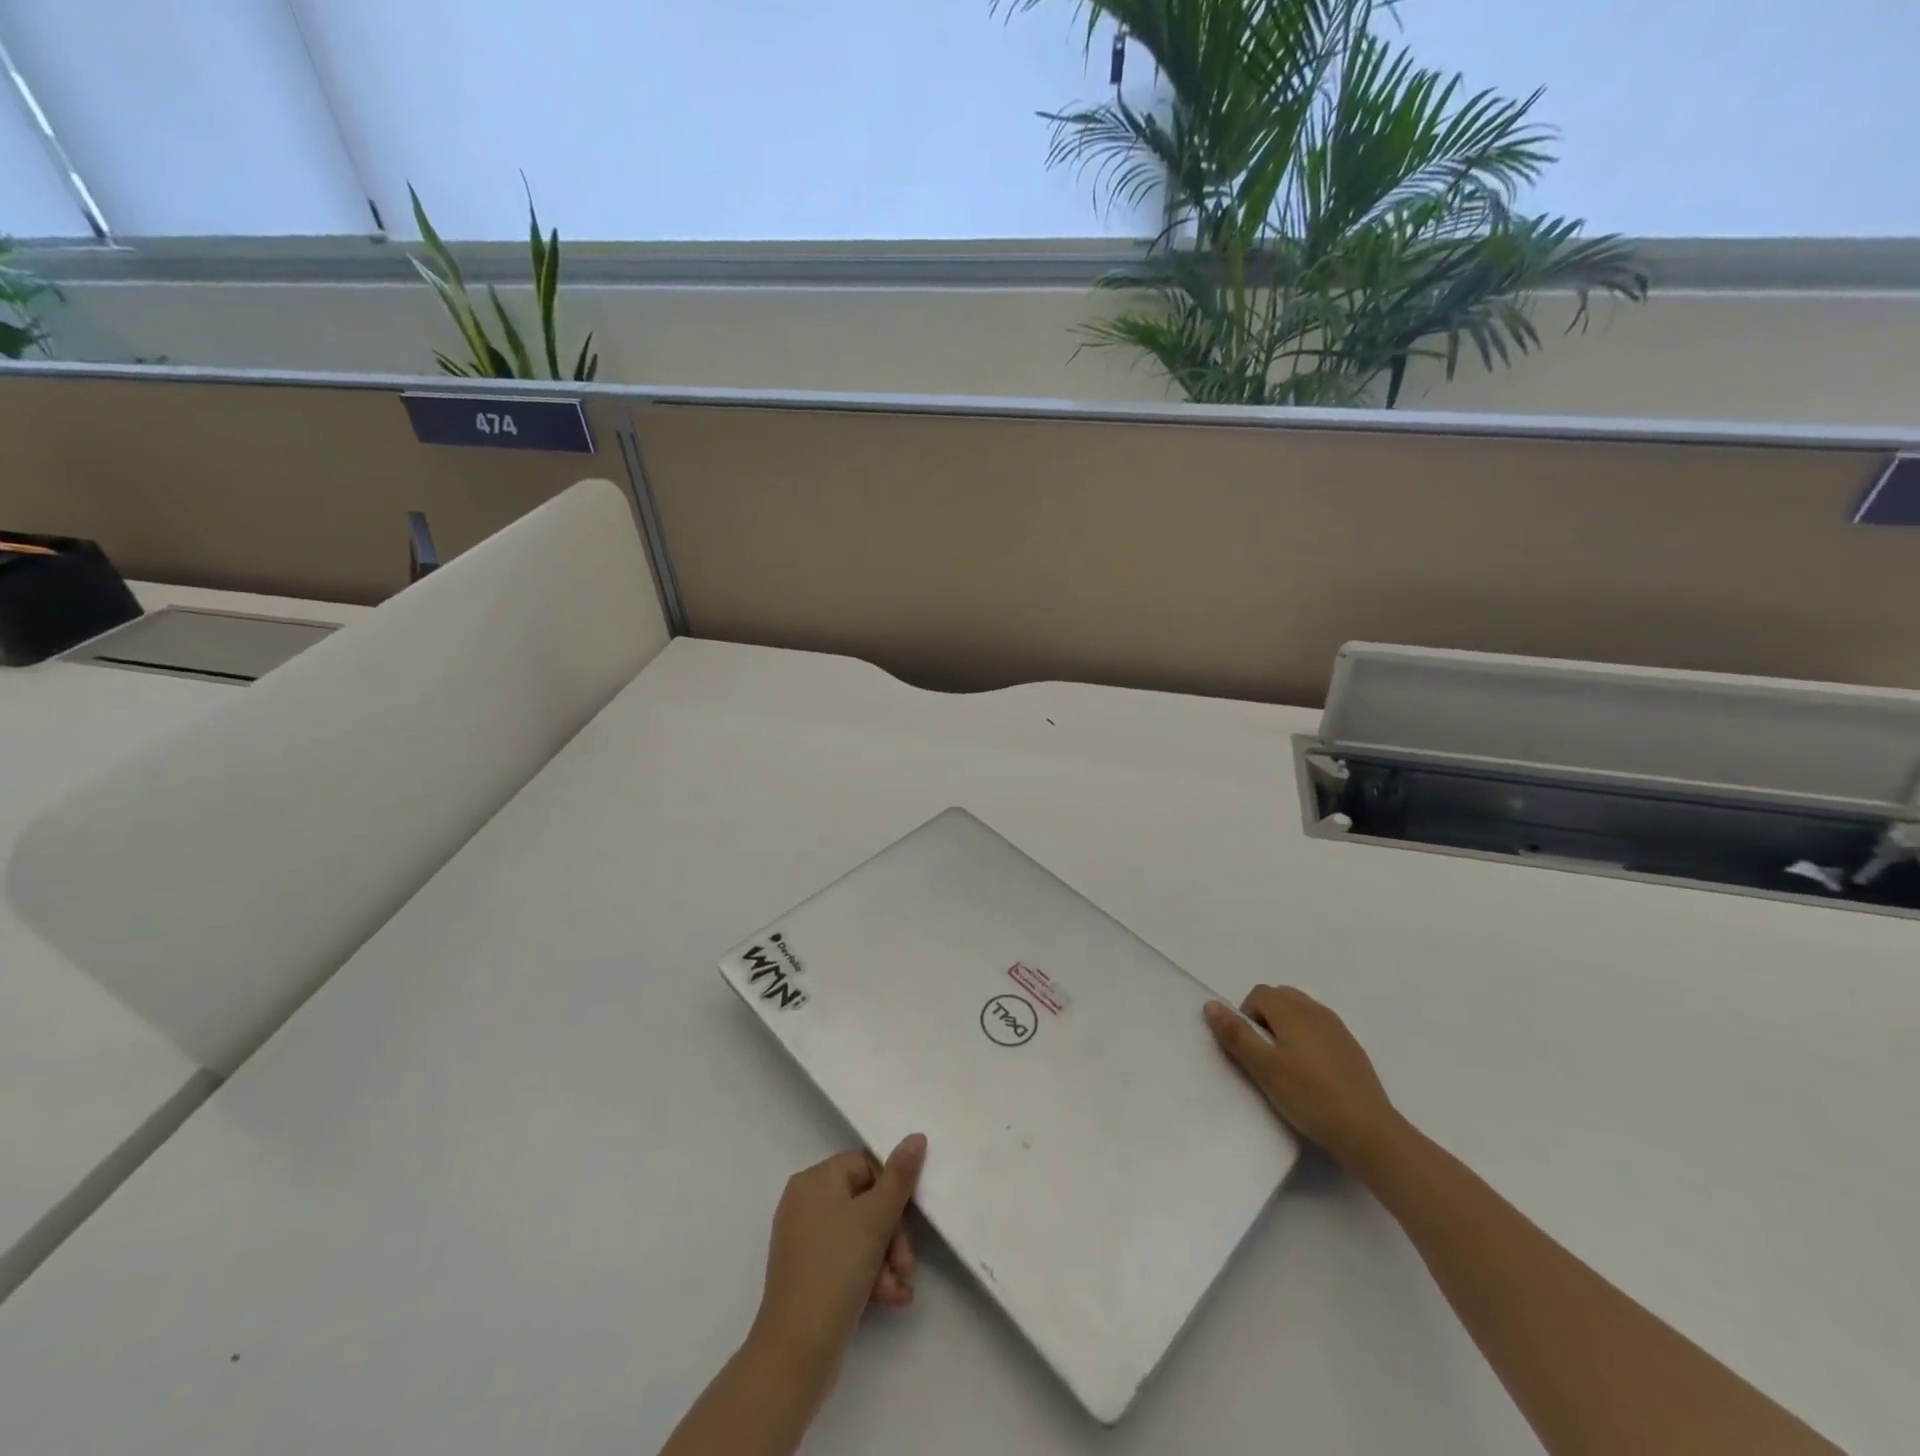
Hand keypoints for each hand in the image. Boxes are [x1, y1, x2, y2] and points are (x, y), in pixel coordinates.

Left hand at [748, 1134, 927, 1393]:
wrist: (795, 1352)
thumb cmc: (835, 1270)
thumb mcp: (874, 1219)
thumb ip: (900, 1177)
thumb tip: (916, 1136)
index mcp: (814, 1180)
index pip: (866, 1165)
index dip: (891, 1191)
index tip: (909, 1219)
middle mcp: (805, 1203)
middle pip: (865, 1202)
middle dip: (892, 1234)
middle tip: (906, 1263)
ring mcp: (804, 1241)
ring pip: (859, 1235)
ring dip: (886, 1259)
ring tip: (899, 1289)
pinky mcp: (808, 1274)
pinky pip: (846, 1260)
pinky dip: (870, 1275)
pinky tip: (890, 1299)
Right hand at [1204, 986, 1404, 1172]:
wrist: (1370, 1132)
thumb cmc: (1310, 1097)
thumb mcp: (1264, 1068)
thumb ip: (1236, 1034)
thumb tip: (1211, 1004)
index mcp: (1292, 1010)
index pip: (1258, 994)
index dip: (1246, 1018)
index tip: (1251, 1051)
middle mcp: (1315, 1010)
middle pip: (1280, 998)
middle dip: (1265, 1019)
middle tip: (1265, 1058)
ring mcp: (1337, 1028)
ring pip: (1300, 1013)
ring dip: (1286, 1029)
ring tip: (1287, 1067)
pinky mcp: (1351, 1048)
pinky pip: (1319, 1030)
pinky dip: (1307, 1041)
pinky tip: (1312, 1075)